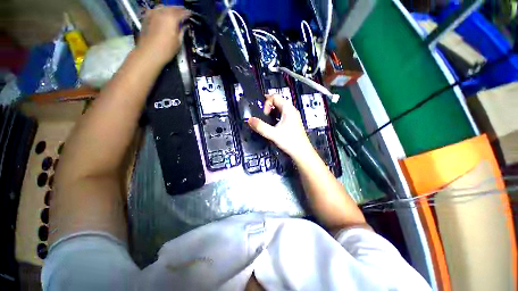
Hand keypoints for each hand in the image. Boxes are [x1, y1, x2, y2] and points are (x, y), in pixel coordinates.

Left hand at [137, 6, 190, 65]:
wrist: (149, 52)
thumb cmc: (166, 49)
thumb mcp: (178, 42)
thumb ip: (182, 31)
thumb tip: (184, 26)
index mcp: (171, 18)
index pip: (182, 12)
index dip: (187, 14)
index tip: (191, 15)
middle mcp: (162, 12)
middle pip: (172, 7)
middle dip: (179, 9)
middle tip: (184, 12)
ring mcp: (153, 13)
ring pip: (163, 7)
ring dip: (170, 9)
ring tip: (174, 12)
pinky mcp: (146, 17)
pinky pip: (156, 10)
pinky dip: (161, 11)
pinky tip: (163, 15)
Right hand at [248, 94, 313, 159]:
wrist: (301, 152)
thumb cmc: (290, 141)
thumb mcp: (273, 134)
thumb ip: (260, 127)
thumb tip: (249, 120)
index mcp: (288, 109)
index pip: (275, 96)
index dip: (267, 103)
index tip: (263, 114)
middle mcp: (291, 110)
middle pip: (277, 102)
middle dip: (267, 108)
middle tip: (262, 117)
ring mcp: (292, 117)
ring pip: (279, 110)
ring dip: (271, 113)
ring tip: (265, 122)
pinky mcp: (291, 123)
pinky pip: (281, 116)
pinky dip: (275, 118)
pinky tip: (272, 126)